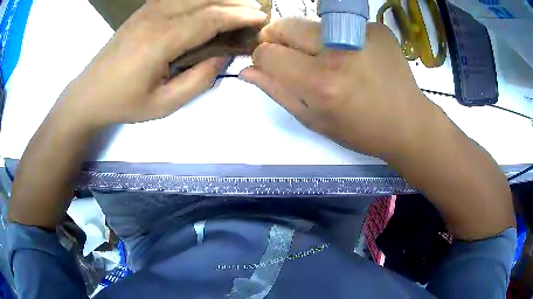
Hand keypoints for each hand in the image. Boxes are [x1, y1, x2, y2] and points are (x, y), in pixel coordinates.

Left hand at [57, 0, 266, 128]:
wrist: (89, 94)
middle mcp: (155, 17)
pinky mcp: (142, 11)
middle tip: (256, 9)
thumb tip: (221, 56)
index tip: (260, 19)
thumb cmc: (123, 103)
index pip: (209, 18)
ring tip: (238, 3)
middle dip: (235, 2)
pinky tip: (209, 1)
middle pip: (204, 0)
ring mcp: (147, 10)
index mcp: (160, 41)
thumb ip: (198, 80)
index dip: (239, 16)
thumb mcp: (163, 104)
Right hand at [240, 18, 440, 158]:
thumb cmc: (360, 130)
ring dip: (309, 39)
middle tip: (291, 55)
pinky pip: (340, 25)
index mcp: (320, 82)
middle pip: (286, 25)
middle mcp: (339, 51)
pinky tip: (354, 56)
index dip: (262, 58)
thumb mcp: (314, 120)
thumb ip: (277, 91)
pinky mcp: (376, 28)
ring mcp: (360, 34)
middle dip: (278, 38)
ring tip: (329, 59)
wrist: (408, 123)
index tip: (270, 64)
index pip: (267, 53)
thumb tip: (247, 71)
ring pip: (311, 24)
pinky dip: (337, 38)